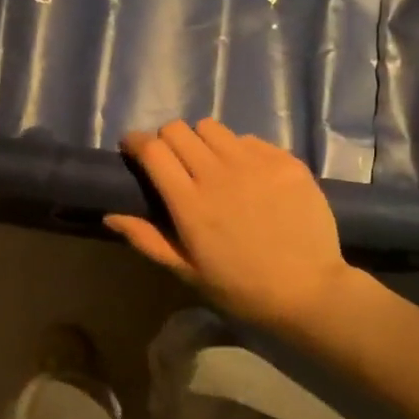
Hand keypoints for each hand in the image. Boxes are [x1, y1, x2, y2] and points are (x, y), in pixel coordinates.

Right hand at [105, 119, 353, 334]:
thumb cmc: (240, 288)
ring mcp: (255, 163)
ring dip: (201, 141)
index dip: (136, 142)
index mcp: (190, 202)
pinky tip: (247, 174)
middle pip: (178, 130)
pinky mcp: (285, 161)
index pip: (153, 149)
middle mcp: (219, 173)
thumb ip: (147, 239)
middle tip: (172, 161)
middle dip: (166, 140)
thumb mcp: (187, 271)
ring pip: (212, 128)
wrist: (308, 290)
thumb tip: (110, 215)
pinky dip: (238, 150)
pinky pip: (249, 139)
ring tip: (210, 163)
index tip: (133, 148)